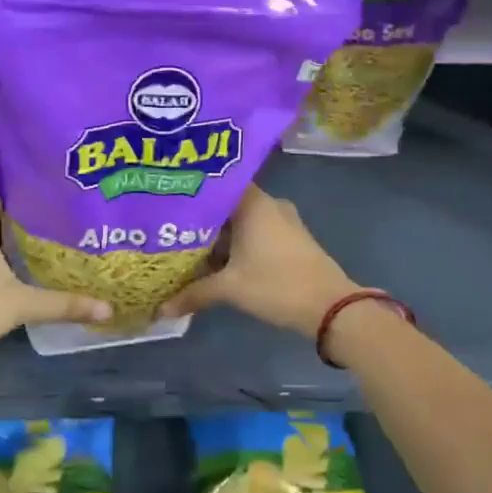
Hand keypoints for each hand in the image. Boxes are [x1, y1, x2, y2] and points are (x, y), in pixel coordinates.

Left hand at [0, 192, 110, 370]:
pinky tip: (36, 268)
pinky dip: (10, 256)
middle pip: (7, 214)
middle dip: (40, 218)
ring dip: (25, 240)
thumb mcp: (20, 305)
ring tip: (66, 241)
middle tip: (79, 220)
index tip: (74, 196)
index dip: (42, 192)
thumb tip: (109, 308)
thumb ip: (65, 303)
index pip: (13, 191)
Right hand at [160, 186, 359, 337]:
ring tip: (188, 246)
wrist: (330, 307)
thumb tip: (161, 309)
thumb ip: (194, 294)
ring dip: (220, 235)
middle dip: (202, 219)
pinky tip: (218, 260)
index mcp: (254, 203)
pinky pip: (256, 232)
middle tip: (171, 228)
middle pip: (227, 204)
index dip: (193, 191)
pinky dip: (238, 243)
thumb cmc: (277, 285)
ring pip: (243, 221)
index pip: (217, 183)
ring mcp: (283, 221)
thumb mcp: (230, 289)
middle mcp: (269, 204)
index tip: (169, 200)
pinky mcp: (291, 239)